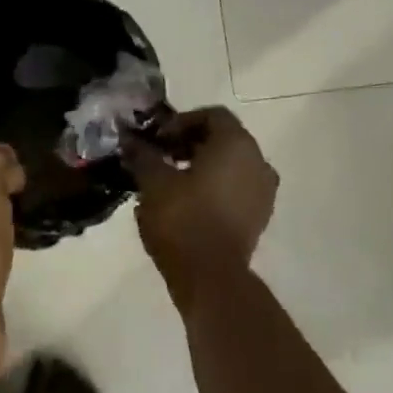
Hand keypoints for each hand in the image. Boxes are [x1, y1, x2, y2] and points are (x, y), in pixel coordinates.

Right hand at [121, 107, 278, 301]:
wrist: (211, 276)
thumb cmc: (182, 219)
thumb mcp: (153, 182)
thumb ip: (143, 155)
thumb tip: (129, 139)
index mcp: (236, 144)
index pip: (212, 115)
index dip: (180, 122)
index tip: (156, 140)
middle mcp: (258, 161)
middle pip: (223, 139)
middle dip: (189, 143)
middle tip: (159, 157)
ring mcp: (263, 191)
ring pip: (231, 165)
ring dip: (201, 166)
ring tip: (170, 182)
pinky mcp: (259, 216)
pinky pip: (236, 188)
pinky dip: (214, 187)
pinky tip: (187, 203)